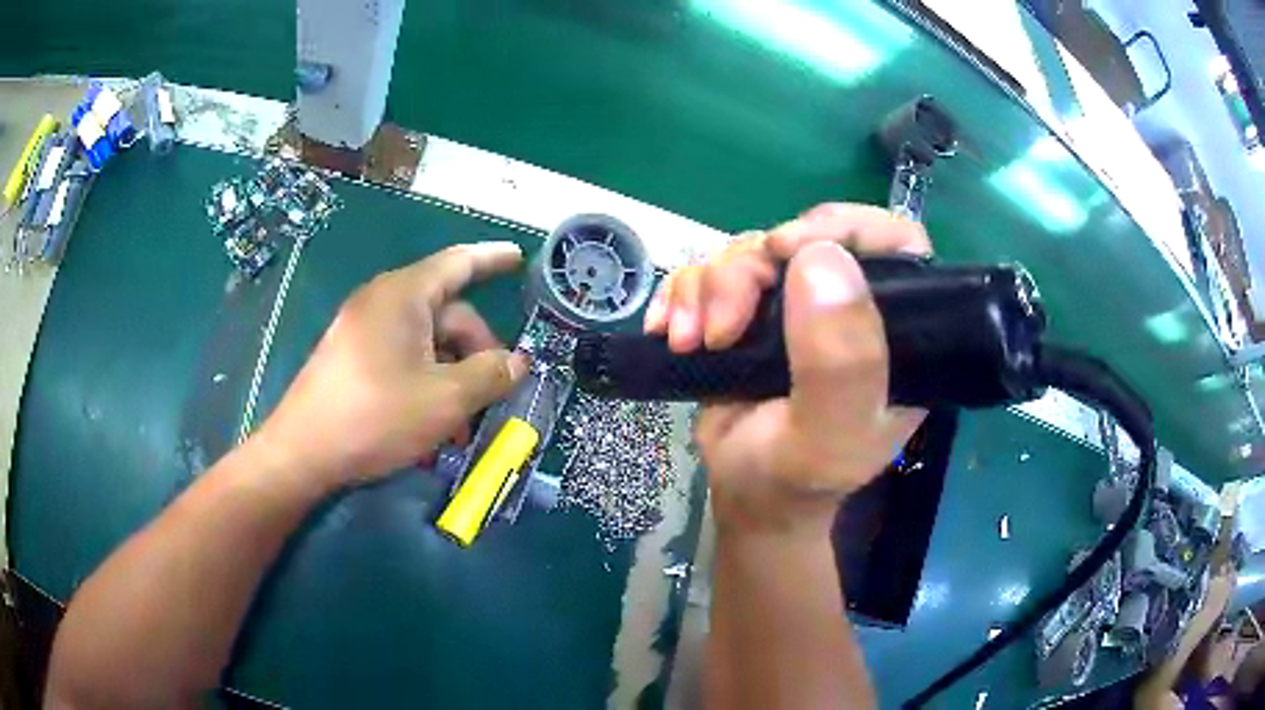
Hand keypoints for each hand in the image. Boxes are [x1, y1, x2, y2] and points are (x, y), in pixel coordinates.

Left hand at [256, 243, 528, 489]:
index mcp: (405, 295)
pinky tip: (434, 422)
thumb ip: (490, 375)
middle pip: (447, 313)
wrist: (304, 451)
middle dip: (477, 352)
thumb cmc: (376, 415)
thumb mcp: (446, 399)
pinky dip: (427, 381)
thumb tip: (518, 362)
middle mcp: (383, 302)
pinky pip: (403, 357)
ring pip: (427, 342)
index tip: (520, 257)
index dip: (493, 258)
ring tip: (463, 424)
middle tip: (496, 393)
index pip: (458, 262)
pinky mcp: (352, 357)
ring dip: (453, 376)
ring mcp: (364, 329)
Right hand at [645, 203, 930, 536]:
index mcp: (894, 330)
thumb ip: (840, 365)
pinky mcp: (748, 310)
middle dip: (750, 272)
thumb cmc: (797, 481)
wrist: (747, 499)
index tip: (789, 250)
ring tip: (693, 342)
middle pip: (803, 239)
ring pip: (748, 252)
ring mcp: (795, 305)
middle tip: (722, 329)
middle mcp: (849, 307)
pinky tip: (670, 333)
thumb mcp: (828, 439)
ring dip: (707, 289)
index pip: (895, 242)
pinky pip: (708, 271)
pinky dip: (680, 294)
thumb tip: (820, 259)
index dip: (846, 227)